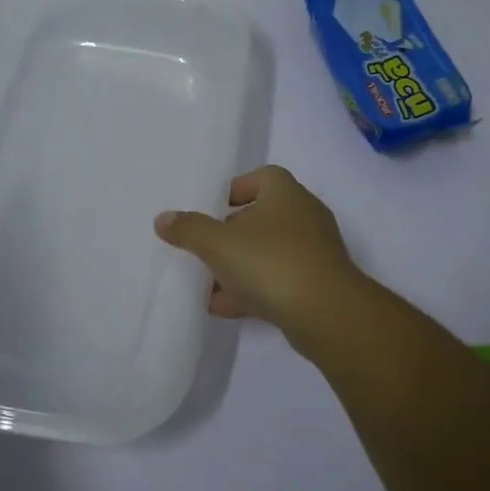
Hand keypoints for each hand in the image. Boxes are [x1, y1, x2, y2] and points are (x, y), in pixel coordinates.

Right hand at [154, 165, 367, 341]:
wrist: (326, 313)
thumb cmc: (271, 262)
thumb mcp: (218, 243)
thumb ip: (189, 229)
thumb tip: (163, 218)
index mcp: (285, 192)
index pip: (260, 177)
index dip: (234, 189)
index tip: (211, 208)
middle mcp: (304, 215)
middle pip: (262, 216)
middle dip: (231, 233)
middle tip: (204, 246)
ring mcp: (314, 251)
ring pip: (268, 252)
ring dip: (239, 266)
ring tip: (206, 282)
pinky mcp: (317, 284)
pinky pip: (278, 280)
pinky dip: (253, 290)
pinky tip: (223, 306)